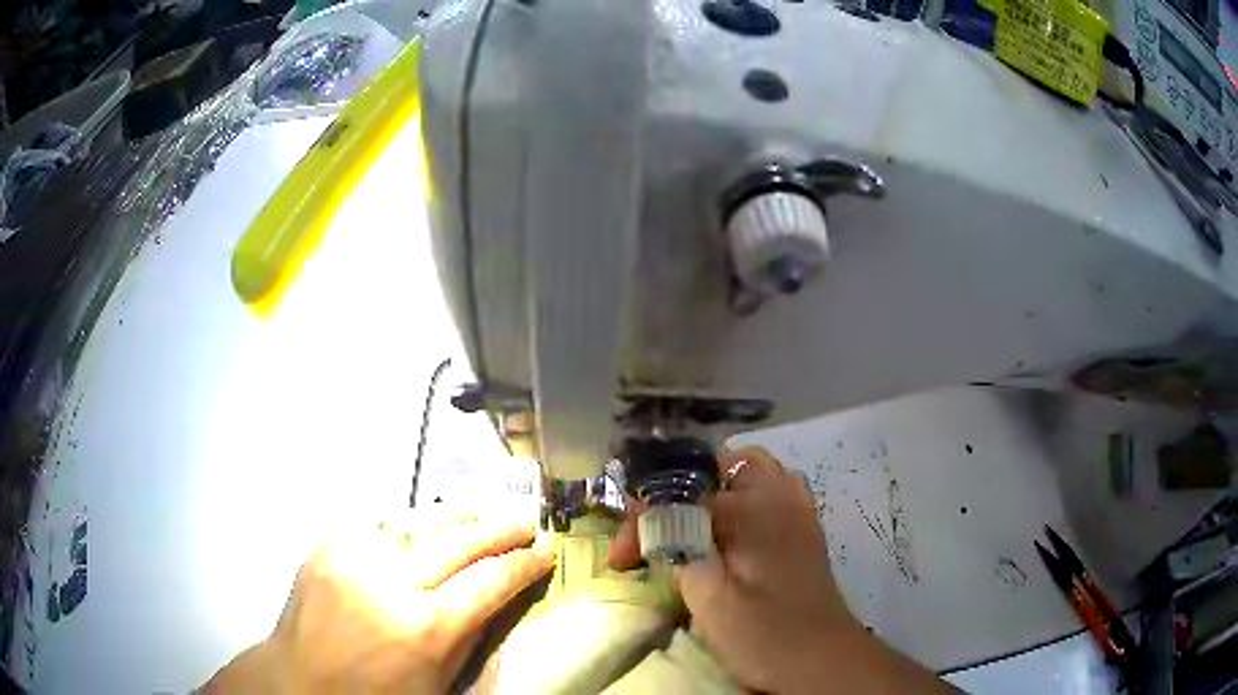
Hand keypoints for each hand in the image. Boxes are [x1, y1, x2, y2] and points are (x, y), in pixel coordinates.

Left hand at [203, 508, 553, 693]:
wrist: (299, 684)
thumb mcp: (438, 684)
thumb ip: (470, 637)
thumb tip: (496, 597)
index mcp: (425, 629)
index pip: (489, 582)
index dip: (523, 564)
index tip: (545, 551)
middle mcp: (390, 583)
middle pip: (458, 542)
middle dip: (498, 529)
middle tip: (525, 522)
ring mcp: (353, 559)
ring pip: (418, 522)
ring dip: (456, 517)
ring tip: (481, 513)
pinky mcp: (326, 548)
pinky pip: (378, 529)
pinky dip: (408, 528)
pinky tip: (422, 530)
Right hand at [609, 447, 952, 693]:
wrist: (822, 660)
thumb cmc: (765, 633)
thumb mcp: (709, 597)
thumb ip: (678, 547)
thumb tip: (656, 521)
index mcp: (751, 507)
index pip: (679, 493)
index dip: (642, 521)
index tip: (622, 558)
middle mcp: (778, 495)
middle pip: (720, 466)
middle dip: (681, 490)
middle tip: (658, 529)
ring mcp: (798, 511)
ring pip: (751, 475)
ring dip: (716, 493)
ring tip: (691, 527)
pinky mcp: (806, 532)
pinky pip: (773, 495)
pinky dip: (745, 505)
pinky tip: (731, 540)